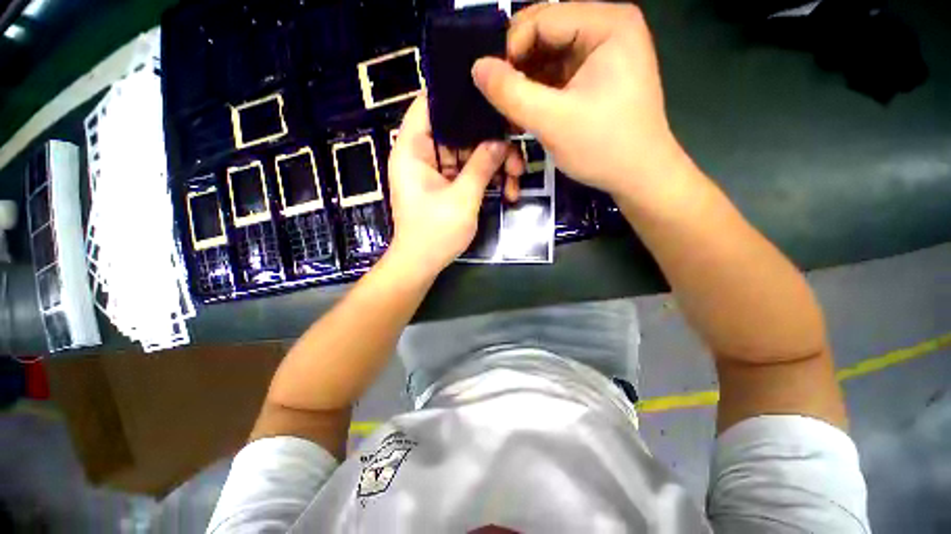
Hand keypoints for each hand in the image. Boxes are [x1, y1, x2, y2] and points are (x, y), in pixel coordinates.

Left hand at [386, 95, 520, 273]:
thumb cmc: (435, 233)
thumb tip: (501, 141)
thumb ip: (482, 166)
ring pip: (467, 153)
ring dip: (493, 163)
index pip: (429, 104)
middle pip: (457, 130)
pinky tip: (507, 188)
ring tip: (516, 177)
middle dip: (488, 139)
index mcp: (412, 149)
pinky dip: (486, 178)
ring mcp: (435, 171)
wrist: (422, 264)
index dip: (455, 94)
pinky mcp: (446, 186)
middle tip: (516, 149)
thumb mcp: (462, 198)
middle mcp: (422, 154)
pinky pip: (468, 171)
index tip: (488, 92)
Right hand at [472, 3, 689, 200]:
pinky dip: (539, 92)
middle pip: (545, 35)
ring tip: (513, 113)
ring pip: (548, 56)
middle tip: (502, 102)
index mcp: (607, 23)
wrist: (639, 177)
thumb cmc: (603, 148)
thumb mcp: (553, 121)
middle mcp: (607, 28)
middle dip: (518, 68)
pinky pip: (558, 74)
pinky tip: (529, 113)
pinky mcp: (597, 76)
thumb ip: (511, 93)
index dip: (510, 50)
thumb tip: (477, 67)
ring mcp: (603, 53)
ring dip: (526, 84)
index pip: (541, 19)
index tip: (493, 89)